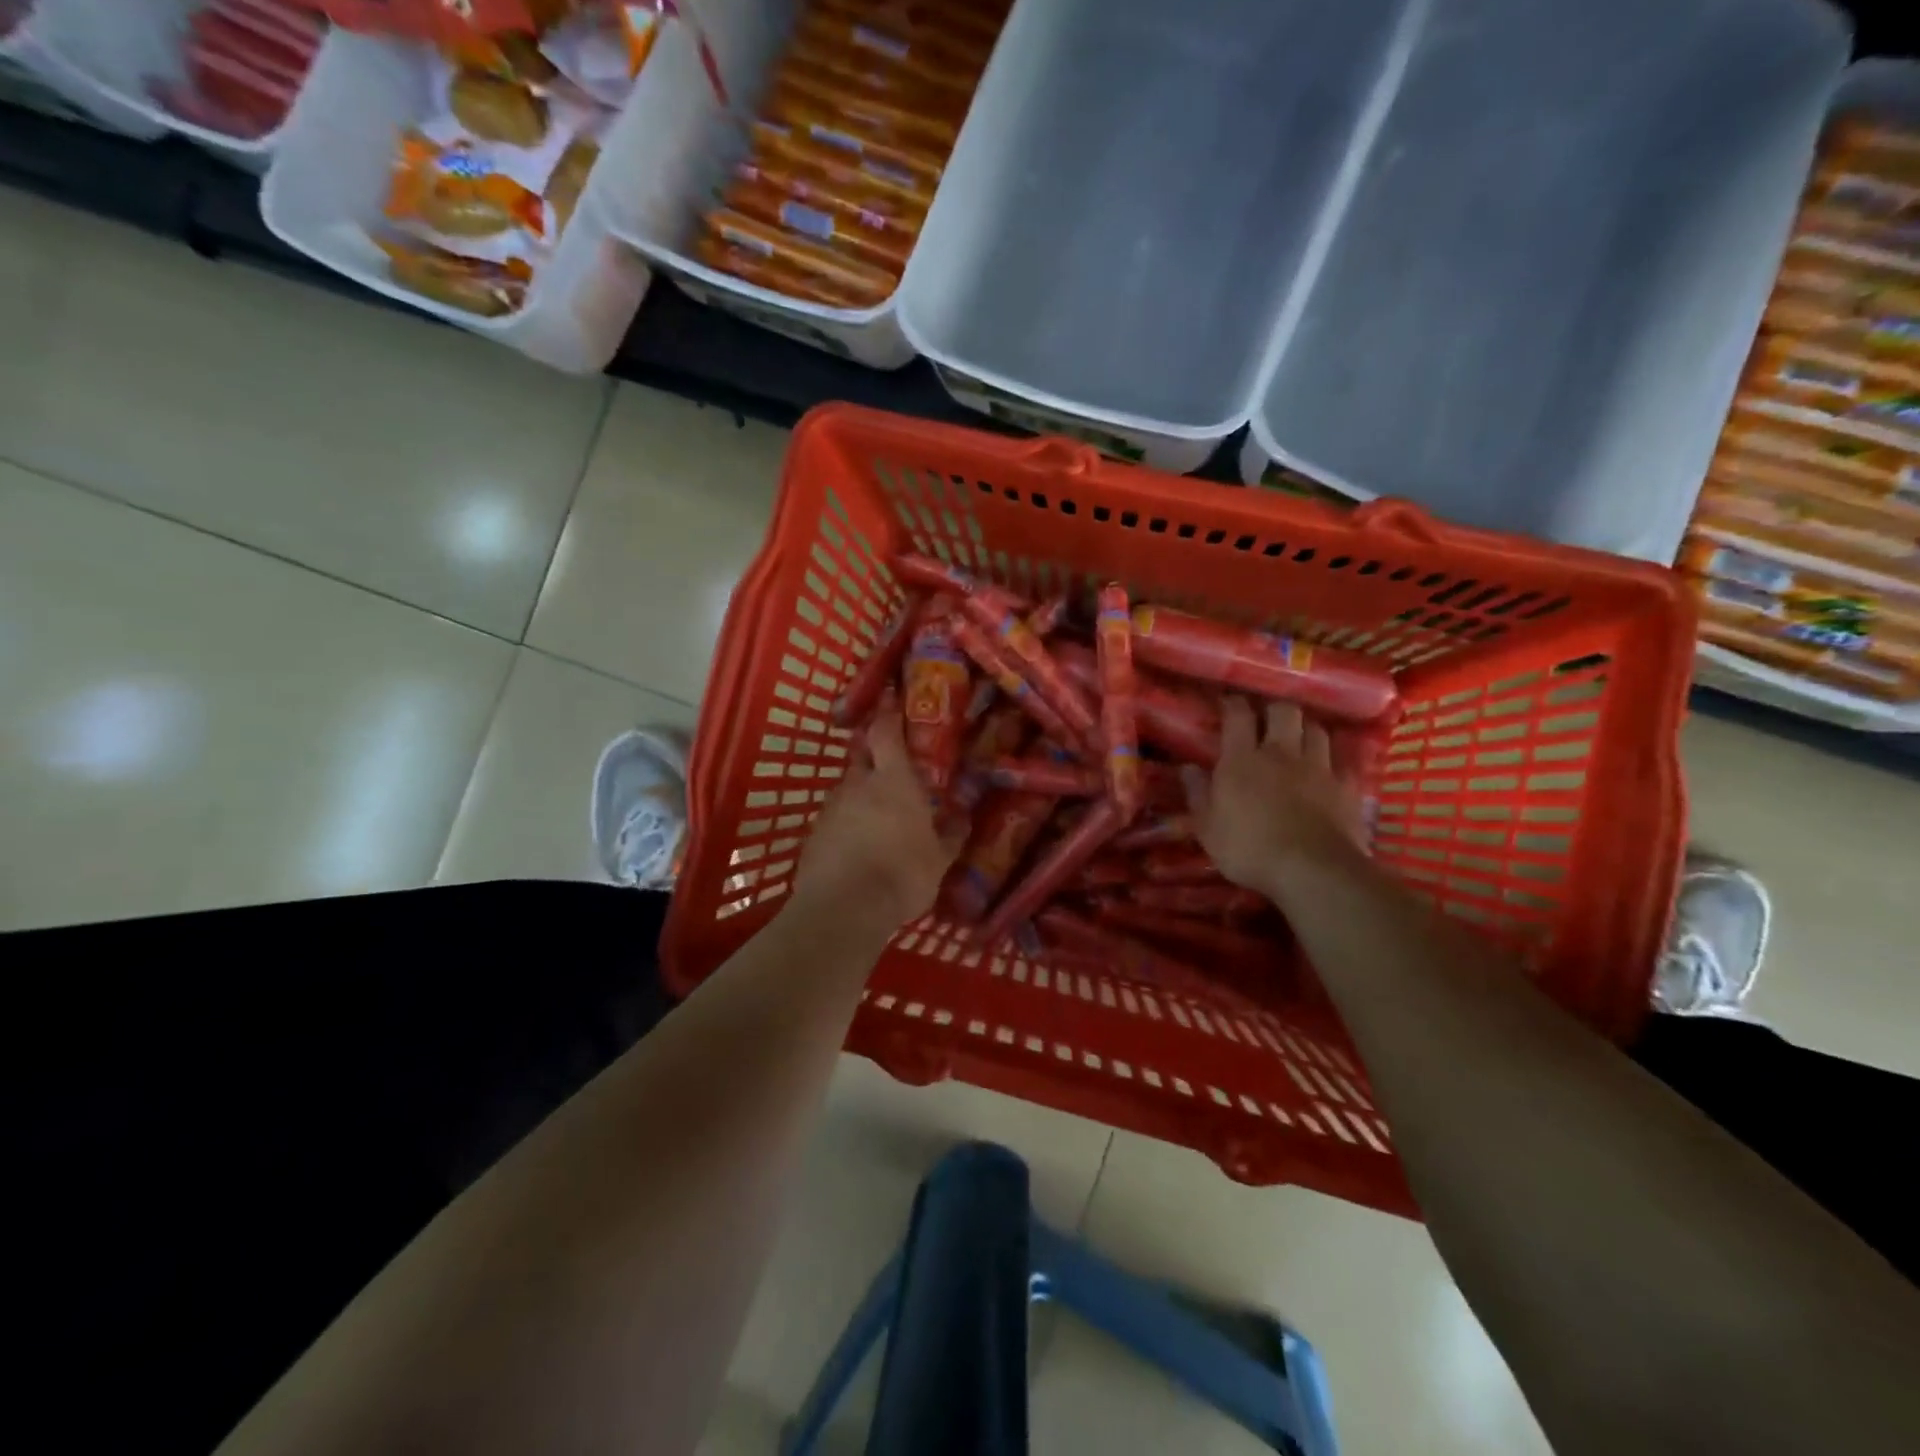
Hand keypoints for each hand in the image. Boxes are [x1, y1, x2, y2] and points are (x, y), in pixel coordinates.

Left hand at [794, 702, 963, 929]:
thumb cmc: (902, 874)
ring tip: (877, 812)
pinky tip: (858, 843)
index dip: (888, 714)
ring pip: (847, 787)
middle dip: (873, 753)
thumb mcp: (939, 859)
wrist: (843, 909)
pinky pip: (835, 817)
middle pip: (862, 755)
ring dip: (861, 792)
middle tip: (890, 762)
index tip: (891, 699)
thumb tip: (962, 818)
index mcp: (893, 781)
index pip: (886, 733)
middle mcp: (858, 785)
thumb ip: (950, 834)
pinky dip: (847, 821)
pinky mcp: (814, 834)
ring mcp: (831, 808)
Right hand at [1183, 697, 1367, 896]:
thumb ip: (1197, 794)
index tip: (1227, 703)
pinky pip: (1341, 760)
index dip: (1233, 704)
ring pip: (1316, 729)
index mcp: (1242, 760)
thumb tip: (1187, 767)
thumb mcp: (1207, 828)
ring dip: (1305, 729)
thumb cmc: (1249, 849)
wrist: (1313, 870)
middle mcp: (1281, 753)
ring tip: (1299, 739)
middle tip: (1266, 720)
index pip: (1238, 715)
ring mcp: (1318, 767)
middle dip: (1274, 709)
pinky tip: (1328, 768)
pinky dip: (1333, 759)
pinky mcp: (1346, 786)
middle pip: (1283, 711)